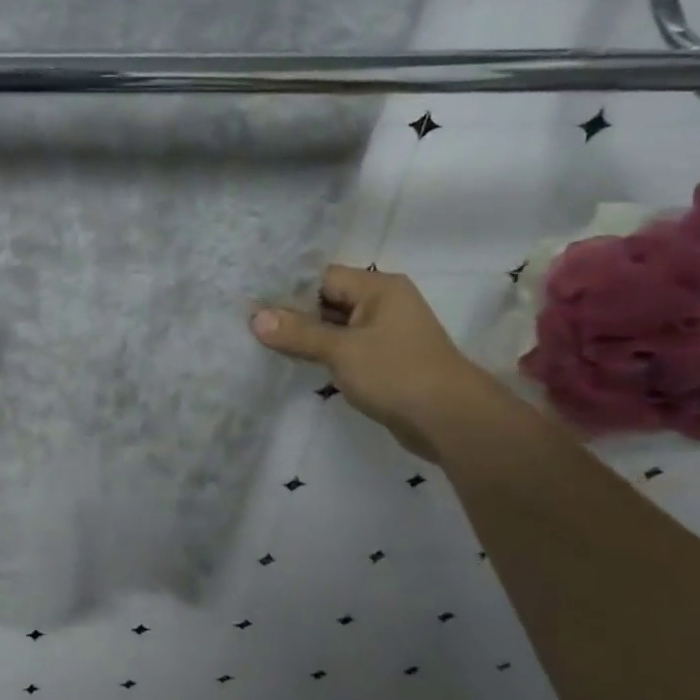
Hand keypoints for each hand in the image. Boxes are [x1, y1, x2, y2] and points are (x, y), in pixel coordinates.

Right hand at [249, 266, 497, 460]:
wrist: (451, 421)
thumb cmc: (397, 373)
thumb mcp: (341, 350)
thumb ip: (297, 333)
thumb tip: (254, 317)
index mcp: (379, 288)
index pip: (322, 277)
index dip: (287, 290)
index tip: (251, 303)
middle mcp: (383, 303)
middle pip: (327, 300)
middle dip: (292, 314)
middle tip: (248, 324)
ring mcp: (385, 333)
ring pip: (334, 326)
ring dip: (305, 336)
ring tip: (262, 342)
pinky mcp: (384, 359)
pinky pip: (344, 347)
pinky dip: (321, 352)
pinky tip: (294, 361)